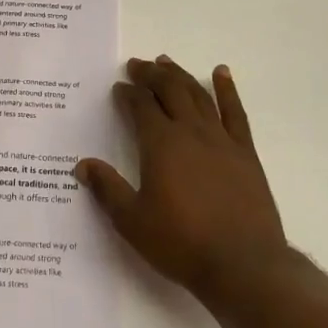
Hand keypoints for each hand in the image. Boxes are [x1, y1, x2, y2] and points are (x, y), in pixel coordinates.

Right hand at [77, 56, 289, 301]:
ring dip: (180, 75)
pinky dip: (226, 89)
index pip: (141, 106)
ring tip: (166, 62)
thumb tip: (83, 165)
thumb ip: (108, 190)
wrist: (243, 265)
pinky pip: (235, 112)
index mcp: (161, 144)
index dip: (128, 93)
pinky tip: (221, 73)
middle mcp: (190, 131)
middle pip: (169, 90)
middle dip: (151, 74)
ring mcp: (221, 139)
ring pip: (198, 95)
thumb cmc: (182, 243)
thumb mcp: (133, 221)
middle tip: (138, 65)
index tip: (119, 87)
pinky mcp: (245, 152)